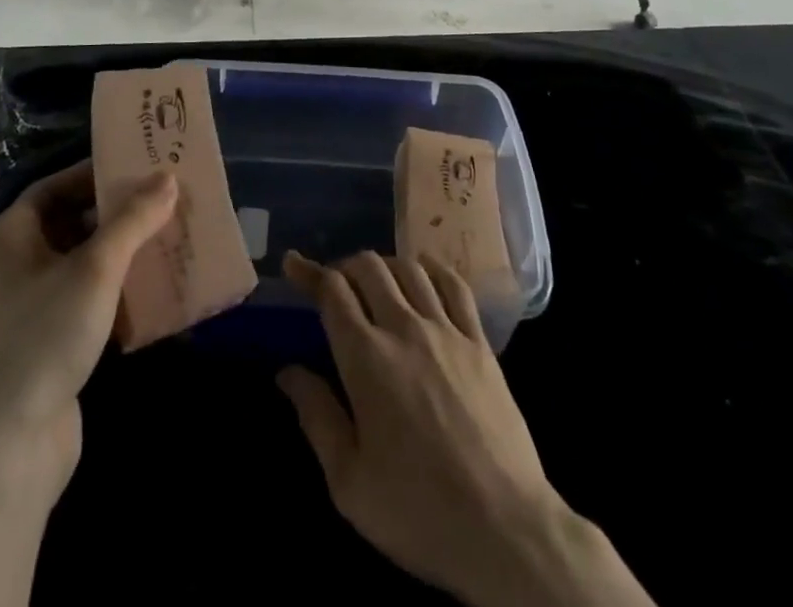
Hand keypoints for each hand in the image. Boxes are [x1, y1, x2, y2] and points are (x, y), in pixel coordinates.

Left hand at [0, 160, 178, 503]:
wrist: (6, 447)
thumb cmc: (44, 336)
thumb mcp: (95, 268)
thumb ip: (133, 220)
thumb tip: (168, 178)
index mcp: (13, 235)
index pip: (56, 186)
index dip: (96, 173)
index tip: (139, 167)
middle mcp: (17, 264)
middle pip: (73, 223)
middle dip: (118, 214)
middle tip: (164, 202)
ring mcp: (31, 307)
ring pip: (84, 264)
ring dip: (123, 254)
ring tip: (168, 240)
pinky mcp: (49, 344)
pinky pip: (88, 301)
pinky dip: (118, 293)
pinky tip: (155, 292)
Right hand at [278, 251, 653, 606]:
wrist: (504, 529)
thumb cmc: (417, 510)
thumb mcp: (348, 481)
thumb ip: (316, 417)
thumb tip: (288, 372)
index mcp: (366, 358)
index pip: (332, 291)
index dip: (309, 272)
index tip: (293, 263)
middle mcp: (404, 328)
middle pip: (369, 268)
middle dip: (344, 267)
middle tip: (335, 286)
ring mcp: (446, 331)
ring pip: (409, 268)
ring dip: (385, 265)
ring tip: (376, 282)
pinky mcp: (480, 342)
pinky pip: (454, 285)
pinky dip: (432, 269)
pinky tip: (423, 274)